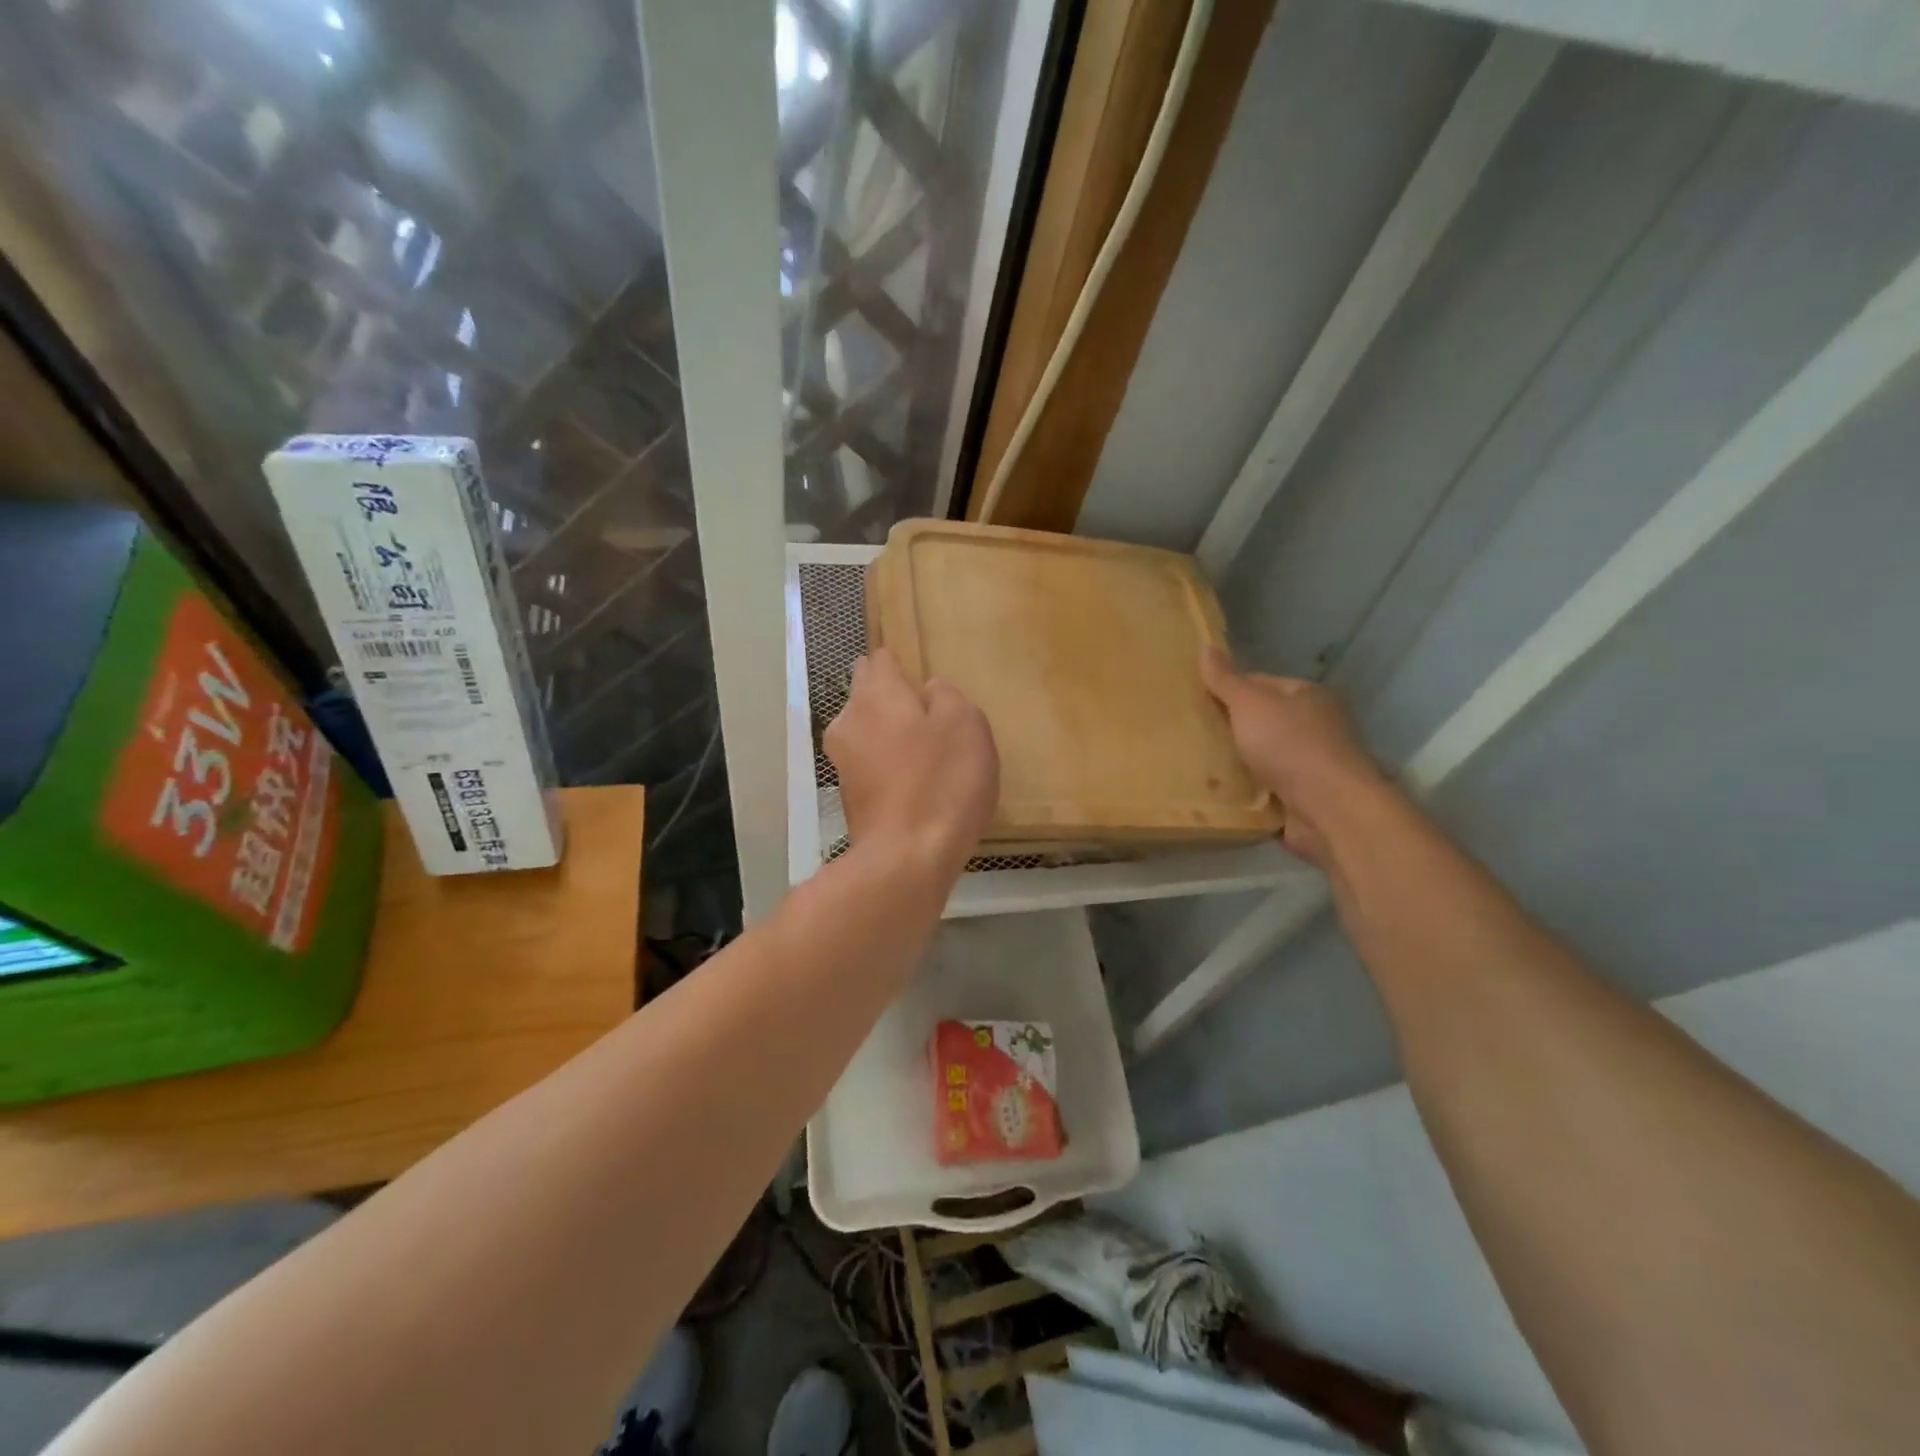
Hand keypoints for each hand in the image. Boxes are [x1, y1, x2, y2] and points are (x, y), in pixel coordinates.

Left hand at [826, 648, 998, 879]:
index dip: (902, 663)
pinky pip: (870, 765)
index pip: (881, 659)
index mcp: (875, 694)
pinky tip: (914, 783)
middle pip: (868, 694)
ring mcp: (842, 761)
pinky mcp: (848, 796)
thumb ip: (946, 695)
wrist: (907, 858)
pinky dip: (888, 766)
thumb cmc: (942, 781)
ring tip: (926, 752)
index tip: (923, 678)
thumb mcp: (965, 723)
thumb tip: (927, 691)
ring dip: (890, 734)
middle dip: (892, 698)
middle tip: (931, 716)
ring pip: (867, 731)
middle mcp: (848, 720)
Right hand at [1201, 648, 1388, 865]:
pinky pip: (1266, 788)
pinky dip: (1247, 791)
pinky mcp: (1304, 798)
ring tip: (1198, 764)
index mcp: (1308, 695)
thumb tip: (1206, 647)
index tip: (1195, 702)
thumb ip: (1226, 680)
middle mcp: (1315, 726)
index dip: (1227, 690)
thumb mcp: (1250, 704)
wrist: (1329, 809)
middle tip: (1192, 734)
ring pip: (1262, 756)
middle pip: (1262, 721)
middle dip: (1230, 728)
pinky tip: (1220, 792)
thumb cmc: (1290, 745)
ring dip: (1237, 762)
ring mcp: (1311, 764)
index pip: (1260, 683)